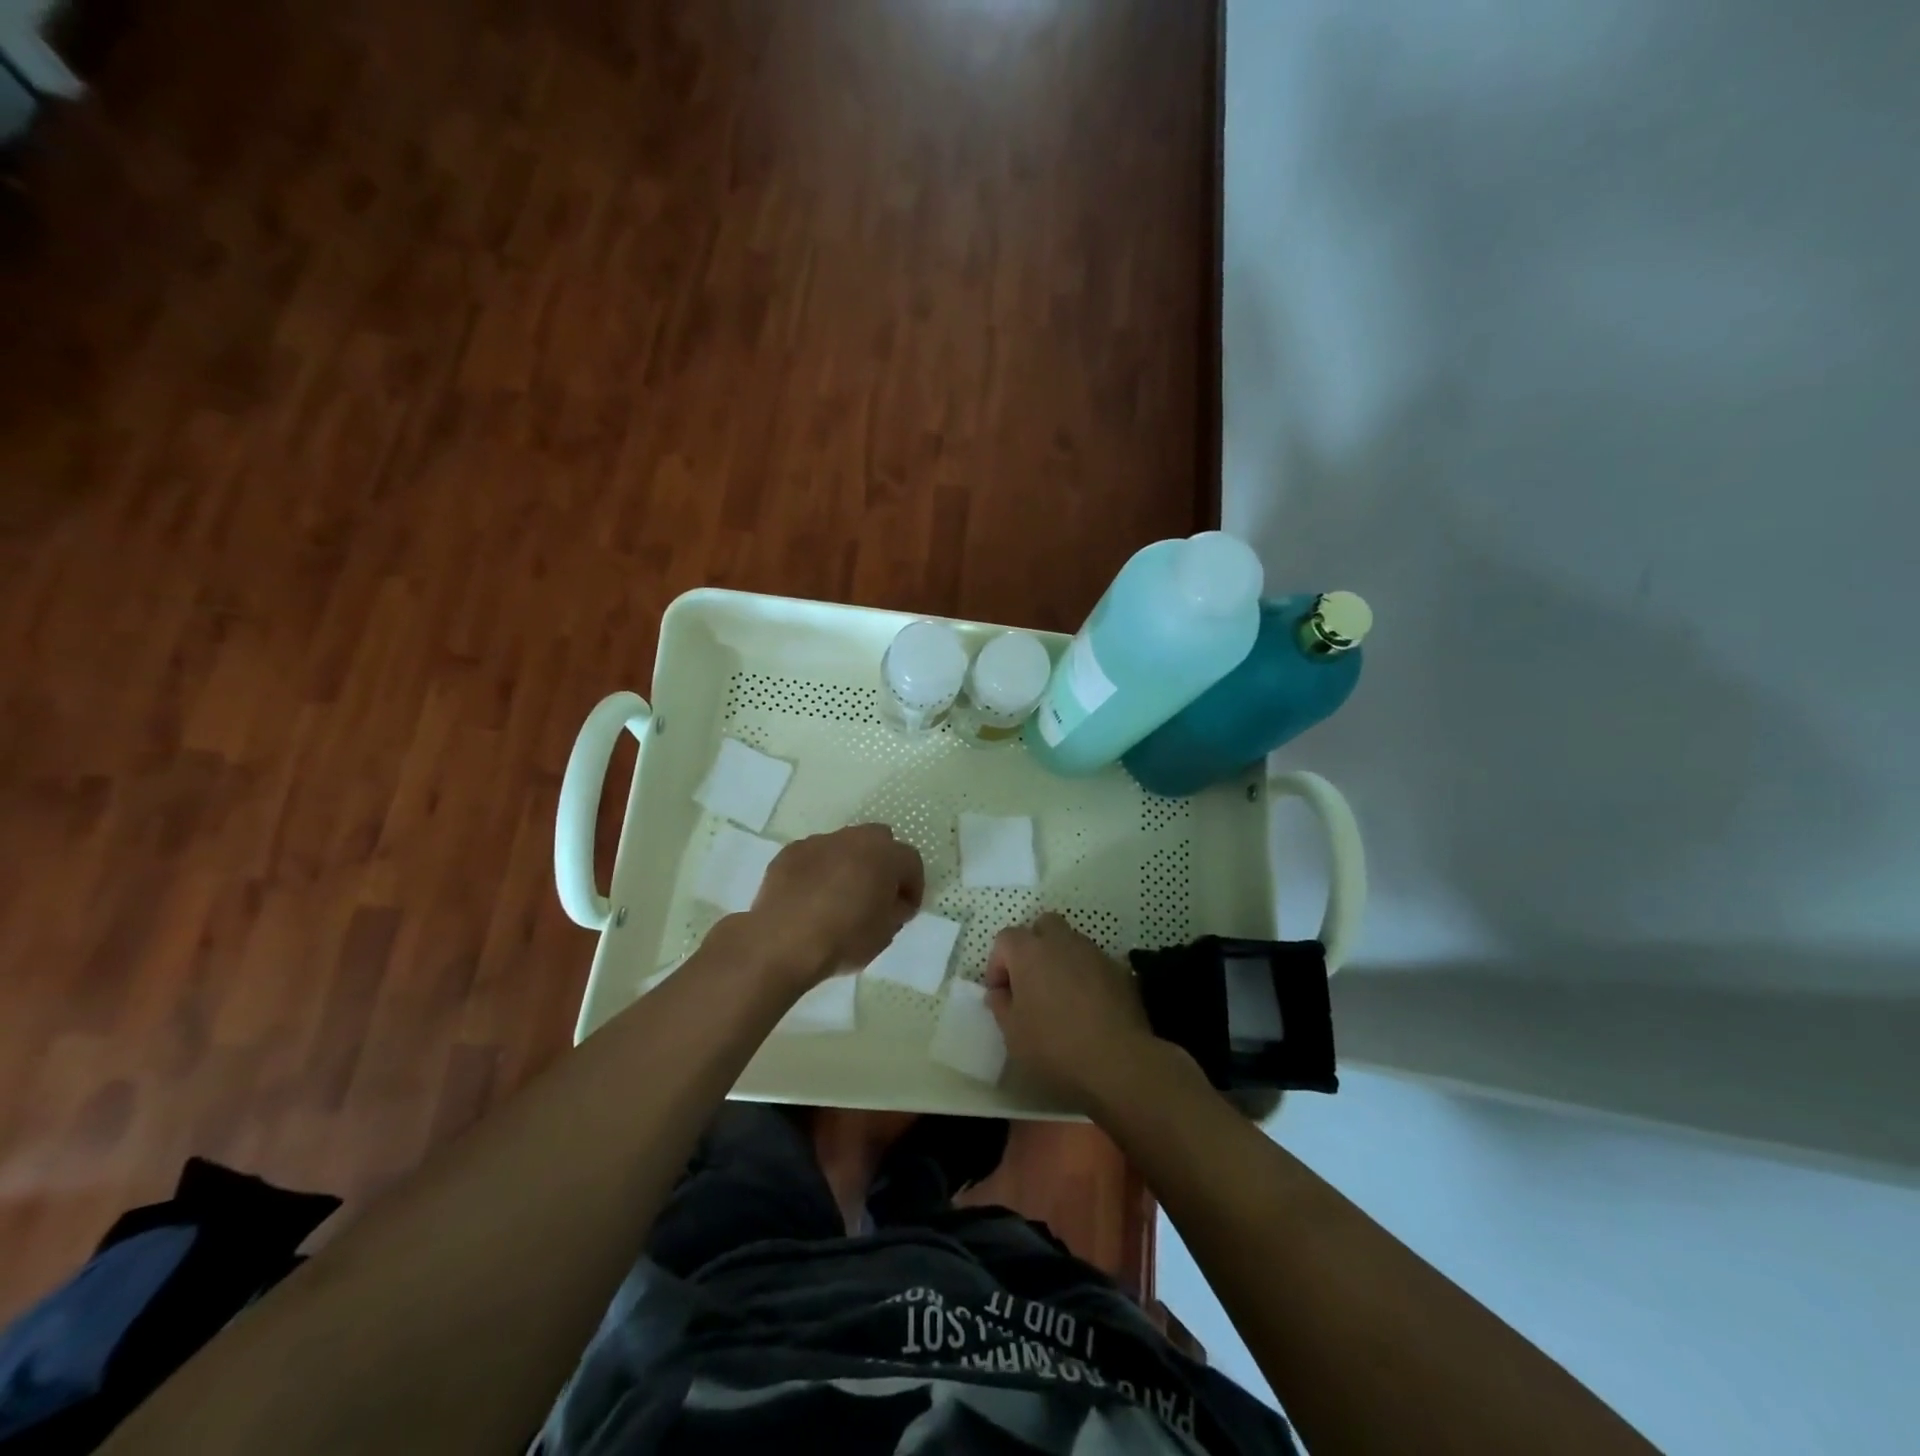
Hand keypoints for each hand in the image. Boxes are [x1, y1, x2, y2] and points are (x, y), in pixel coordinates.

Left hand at [747, 824, 923, 986]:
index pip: (911, 861)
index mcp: (884, 855)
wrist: (780, 942)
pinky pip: (814, 856)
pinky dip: (819, 870)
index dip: (913, 886)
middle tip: (876, 893)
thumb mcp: (884, 934)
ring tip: (840, 895)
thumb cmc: (842, 939)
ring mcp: (818, 842)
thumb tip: (895, 901)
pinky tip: (811, 897)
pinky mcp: (789, 852)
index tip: (905, 910)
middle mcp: (853, 839)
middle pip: (879, 840)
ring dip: (849, 863)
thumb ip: (896, 910)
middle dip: (882, 863)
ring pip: (844, 845)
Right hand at [984, 913, 1163, 1110]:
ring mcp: (1094, 953)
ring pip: (1071, 943)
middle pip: (1043, 926)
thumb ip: (1001, 1006)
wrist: (1118, 1060)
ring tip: (1061, 996)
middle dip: (1034, 947)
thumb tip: (1000, 993)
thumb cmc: (1054, 1045)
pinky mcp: (1120, 970)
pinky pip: (1095, 963)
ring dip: (1061, 960)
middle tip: (1031, 982)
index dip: (998, 964)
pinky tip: (1088, 1006)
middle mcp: (1062, 941)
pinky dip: (1086, 976)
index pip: (1005, 939)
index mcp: (1030, 952)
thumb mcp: (1013, 1034)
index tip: (1001, 994)